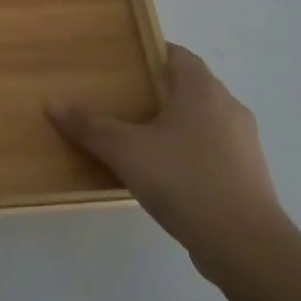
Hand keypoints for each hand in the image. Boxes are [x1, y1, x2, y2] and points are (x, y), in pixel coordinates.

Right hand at [49, 42, 290, 287]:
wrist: (246, 246)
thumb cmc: (185, 180)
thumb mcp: (127, 151)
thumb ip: (90, 127)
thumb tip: (53, 103)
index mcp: (203, 90)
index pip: (177, 54)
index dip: (150, 54)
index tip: (121, 65)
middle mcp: (229, 108)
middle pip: (189, 87)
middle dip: (156, 92)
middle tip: (119, 101)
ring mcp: (243, 144)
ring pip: (201, 121)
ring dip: (172, 126)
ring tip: (136, 140)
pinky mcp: (247, 176)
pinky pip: (211, 151)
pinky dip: (187, 154)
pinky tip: (163, 175)